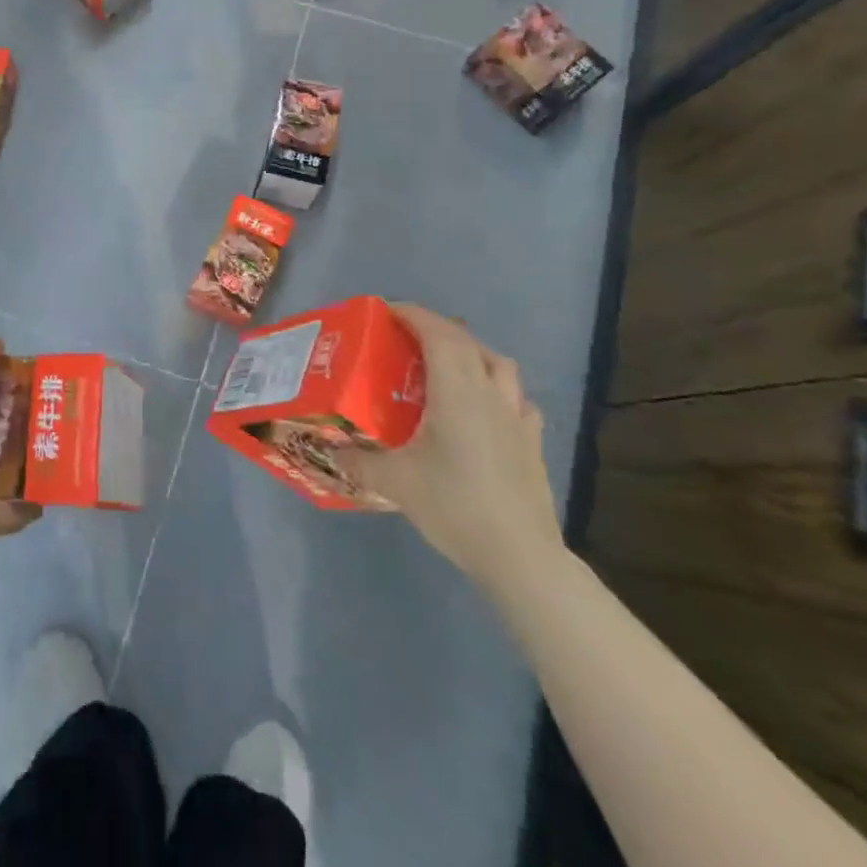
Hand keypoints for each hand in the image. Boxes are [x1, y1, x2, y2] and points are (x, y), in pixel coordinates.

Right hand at [337, 305, 563, 598]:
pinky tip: (487, 409)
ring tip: (449, 365)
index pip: (437, 333)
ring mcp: (518, 417)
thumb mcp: (395, 482)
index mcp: (457, 391)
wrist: (520, 556)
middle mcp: (490, 393)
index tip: (387, 311)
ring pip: (499, 364)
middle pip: (467, 342)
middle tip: (407, 338)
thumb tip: (333, 451)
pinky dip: (499, 391)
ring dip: (472, 353)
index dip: (412, 314)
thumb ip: (360, 462)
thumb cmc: (454, 506)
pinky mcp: (533, 442)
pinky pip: (517, 399)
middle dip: (437, 329)